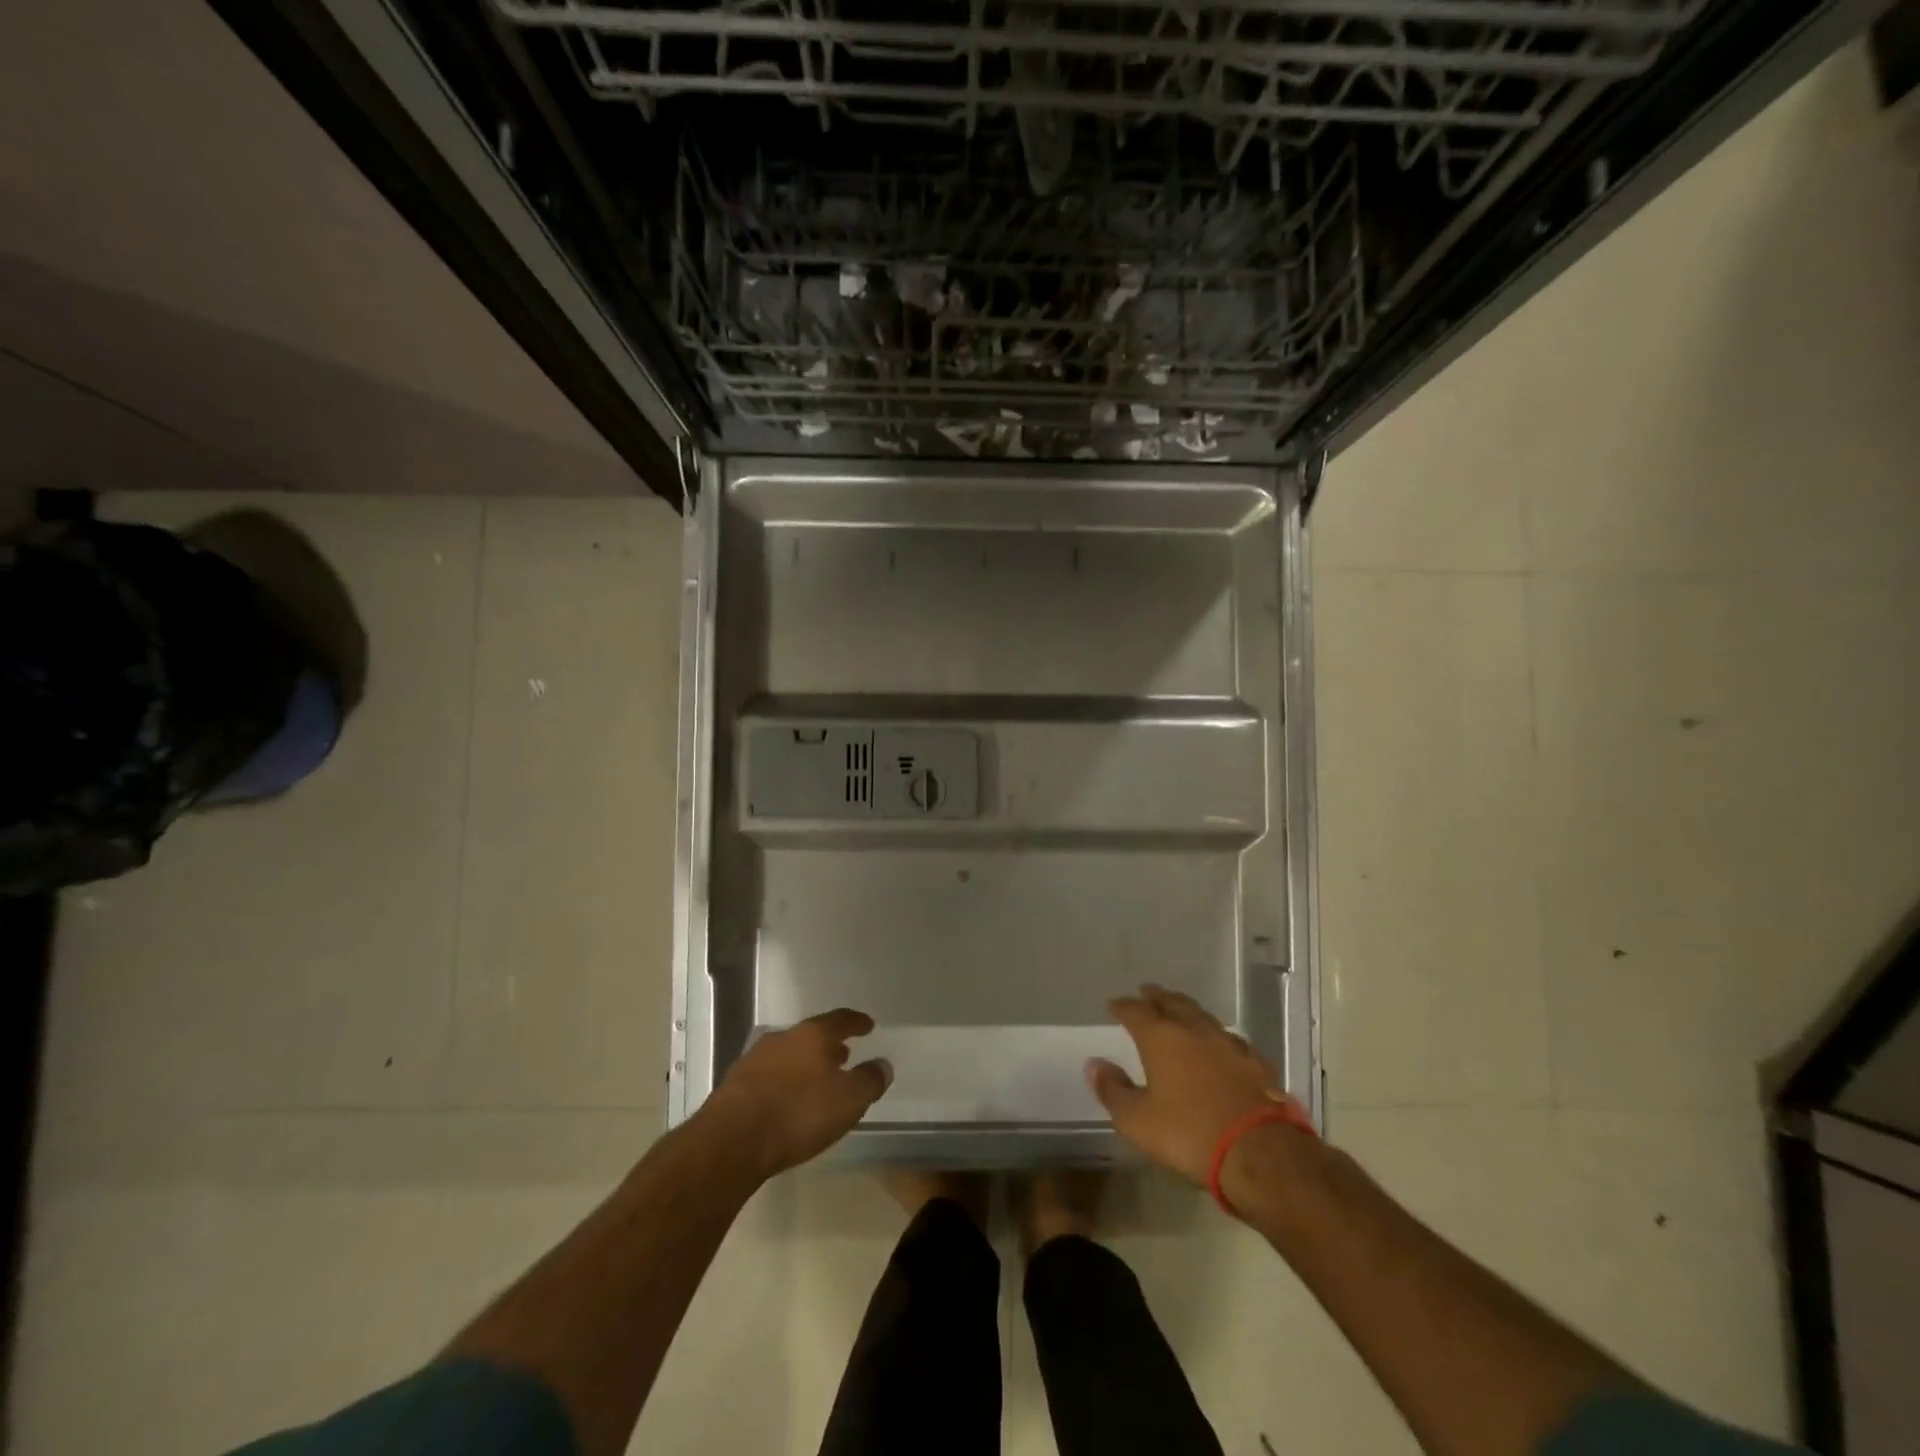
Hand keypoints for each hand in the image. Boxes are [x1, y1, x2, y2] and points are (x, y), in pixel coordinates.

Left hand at [697, 1009, 891, 1181]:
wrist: (731, 1141)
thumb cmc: (798, 1114)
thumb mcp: (848, 1100)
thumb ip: (869, 1080)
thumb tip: (884, 1065)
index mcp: (813, 1035)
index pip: (840, 1020)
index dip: (856, 1022)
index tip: (868, 1024)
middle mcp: (783, 1038)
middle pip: (811, 1036)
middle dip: (829, 1045)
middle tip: (844, 1054)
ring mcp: (755, 1059)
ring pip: (788, 1054)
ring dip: (805, 1063)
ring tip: (817, 1079)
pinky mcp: (734, 1085)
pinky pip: (769, 1076)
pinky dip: (784, 1081)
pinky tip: (787, 1099)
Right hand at [1087, 984, 1287, 1184]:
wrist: (1260, 1152)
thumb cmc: (1189, 1133)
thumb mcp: (1137, 1120)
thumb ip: (1112, 1090)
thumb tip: (1094, 1064)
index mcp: (1161, 1037)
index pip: (1136, 1011)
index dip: (1123, 1006)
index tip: (1114, 1004)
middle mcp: (1194, 1030)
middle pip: (1172, 1003)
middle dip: (1157, 997)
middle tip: (1147, 992)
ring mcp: (1229, 1043)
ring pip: (1203, 1016)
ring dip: (1187, 1011)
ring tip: (1180, 1011)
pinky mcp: (1256, 1062)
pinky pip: (1230, 1039)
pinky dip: (1216, 1037)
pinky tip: (1219, 1045)